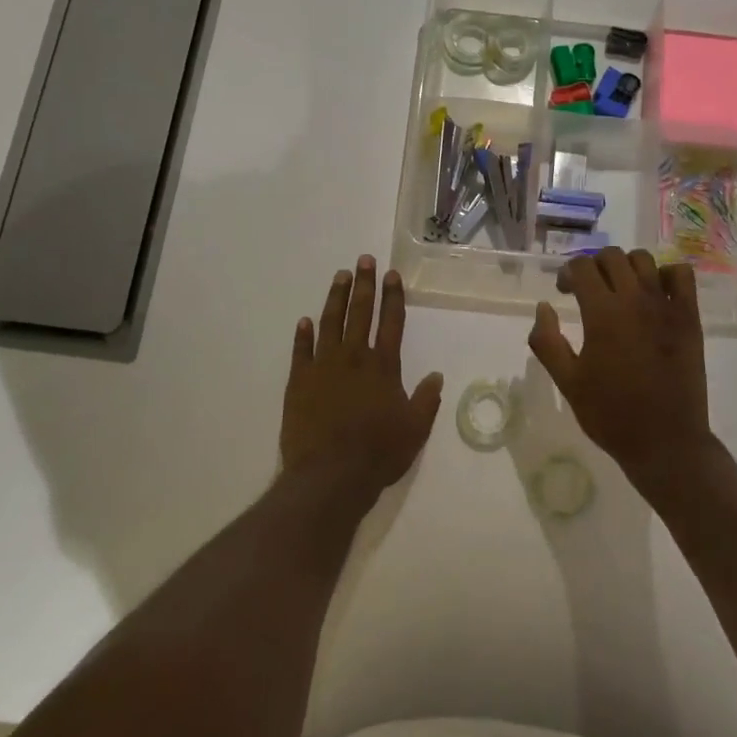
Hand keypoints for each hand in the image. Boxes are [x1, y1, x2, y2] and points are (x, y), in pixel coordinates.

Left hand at [280, 255, 443, 508]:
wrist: (329, 475)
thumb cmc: (378, 453)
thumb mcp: (415, 429)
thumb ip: (426, 400)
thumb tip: (436, 375)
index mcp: (383, 366)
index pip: (391, 322)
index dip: (393, 297)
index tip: (391, 275)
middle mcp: (354, 358)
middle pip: (360, 313)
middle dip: (364, 285)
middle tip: (364, 260)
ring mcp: (323, 367)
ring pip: (330, 323)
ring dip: (335, 298)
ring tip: (339, 276)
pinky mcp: (299, 382)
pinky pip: (301, 351)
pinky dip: (303, 335)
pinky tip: (304, 321)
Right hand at [527, 247, 712, 500]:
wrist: (665, 441)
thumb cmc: (610, 414)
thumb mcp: (567, 382)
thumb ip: (547, 341)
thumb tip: (543, 307)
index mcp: (602, 313)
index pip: (581, 267)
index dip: (567, 273)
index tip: (564, 291)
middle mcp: (635, 299)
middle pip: (611, 256)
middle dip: (593, 266)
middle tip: (587, 291)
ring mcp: (666, 305)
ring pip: (644, 259)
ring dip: (626, 267)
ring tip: (620, 289)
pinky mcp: (690, 317)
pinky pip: (681, 274)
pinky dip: (666, 274)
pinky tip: (655, 294)